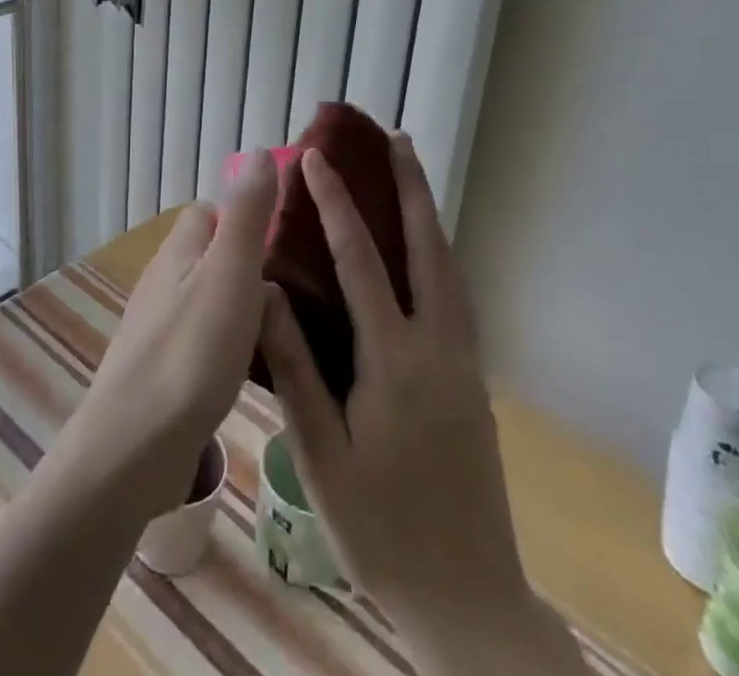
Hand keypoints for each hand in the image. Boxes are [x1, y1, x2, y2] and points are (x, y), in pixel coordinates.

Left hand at [57, 153, 277, 518]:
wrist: (134, 448)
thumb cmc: (190, 352)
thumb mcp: (230, 273)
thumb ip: (246, 215)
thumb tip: (256, 152)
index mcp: (178, 253)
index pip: (208, 214)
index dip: (243, 216)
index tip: (284, 238)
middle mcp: (163, 283)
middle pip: (208, 257)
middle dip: (246, 264)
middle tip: (295, 290)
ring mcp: (158, 329)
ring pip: (206, 300)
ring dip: (239, 307)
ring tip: (283, 331)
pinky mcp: (161, 372)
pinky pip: (201, 341)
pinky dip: (227, 345)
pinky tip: (251, 372)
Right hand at [259, 136, 573, 672]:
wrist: (469, 601)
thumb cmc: (381, 529)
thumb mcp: (321, 454)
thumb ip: (295, 367)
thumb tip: (265, 291)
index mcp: (395, 361)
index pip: (360, 261)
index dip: (335, 204)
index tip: (314, 158)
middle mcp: (438, 347)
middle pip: (428, 248)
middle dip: (410, 187)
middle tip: (395, 137)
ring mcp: (464, 362)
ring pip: (449, 267)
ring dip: (428, 214)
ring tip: (411, 174)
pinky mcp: (474, 379)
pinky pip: (455, 294)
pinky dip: (437, 252)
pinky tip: (422, 250)